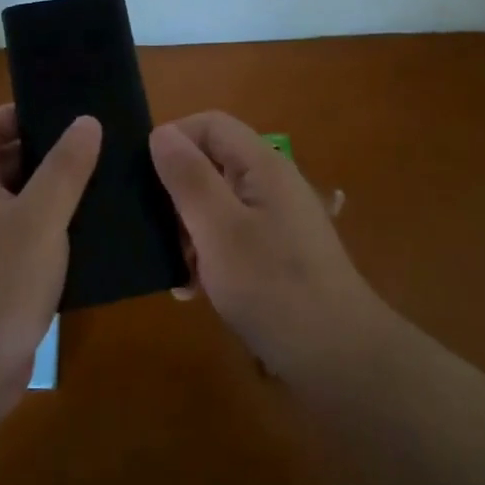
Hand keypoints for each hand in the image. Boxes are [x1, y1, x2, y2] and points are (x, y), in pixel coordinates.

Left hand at [0, 107, 100, 433]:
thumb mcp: (40, 218)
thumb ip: (65, 167)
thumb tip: (87, 120)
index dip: (20, 113)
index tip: (65, 114)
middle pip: (4, 159)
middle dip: (46, 151)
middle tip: (95, 145)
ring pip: (18, 198)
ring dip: (53, 190)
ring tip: (102, 180)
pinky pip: (23, 233)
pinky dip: (50, 225)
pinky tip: (90, 228)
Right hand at [150, 111, 390, 380]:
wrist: (340, 360)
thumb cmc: (273, 288)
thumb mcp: (218, 229)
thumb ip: (189, 177)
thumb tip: (161, 133)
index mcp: (262, 165)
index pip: (210, 124)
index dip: (174, 139)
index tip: (144, 178)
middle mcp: (272, 183)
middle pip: (212, 163)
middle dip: (178, 192)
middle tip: (155, 231)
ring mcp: (278, 219)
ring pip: (217, 203)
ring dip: (189, 229)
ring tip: (176, 269)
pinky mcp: (278, 252)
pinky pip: (232, 235)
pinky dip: (209, 254)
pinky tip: (195, 289)